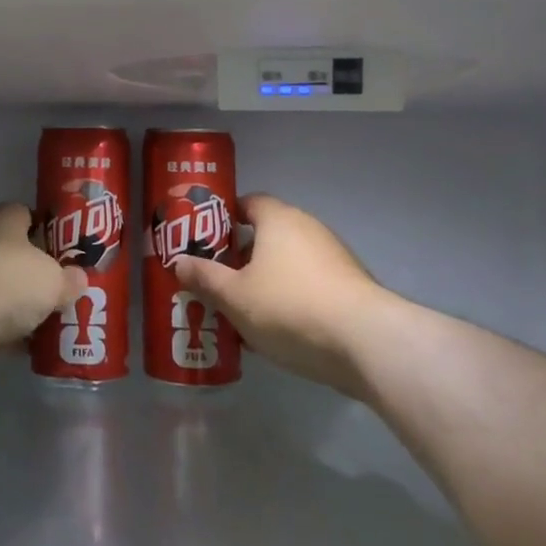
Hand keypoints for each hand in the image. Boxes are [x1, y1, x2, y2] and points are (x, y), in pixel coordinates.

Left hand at [0, 204, 84, 365]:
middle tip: (61, 293)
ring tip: (49, 324)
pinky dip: (3, 334)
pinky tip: (25, 350)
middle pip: (13, 255)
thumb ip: (68, 280)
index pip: (27, 215)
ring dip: (18, 307)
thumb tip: (79, 280)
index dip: (48, 232)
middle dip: (34, 275)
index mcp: (5, 220)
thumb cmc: (6, 279)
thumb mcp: (52, 279)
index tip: (66, 252)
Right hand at [172, 194, 388, 396]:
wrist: (366, 342)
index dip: (223, 218)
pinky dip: (291, 300)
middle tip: (217, 281)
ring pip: (287, 264)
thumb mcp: (235, 297)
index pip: (247, 203)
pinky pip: (309, 285)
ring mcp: (333, 257)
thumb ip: (205, 278)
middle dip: (241, 258)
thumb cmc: (290, 307)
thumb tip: (179, 262)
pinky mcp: (350, 287)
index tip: (204, 240)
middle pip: (266, 235)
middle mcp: (307, 228)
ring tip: (242, 312)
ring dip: (265, 282)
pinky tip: (277, 332)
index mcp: (278, 219)